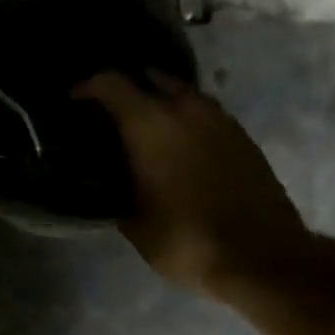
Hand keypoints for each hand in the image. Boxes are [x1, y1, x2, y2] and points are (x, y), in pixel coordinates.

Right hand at [76, 71, 311, 300]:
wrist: (261, 257)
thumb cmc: (186, 241)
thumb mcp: (136, 224)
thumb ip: (117, 193)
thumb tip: (111, 184)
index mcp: (151, 125)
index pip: (111, 84)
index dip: (87, 88)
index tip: (74, 102)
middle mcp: (186, 110)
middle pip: (152, 78)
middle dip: (129, 89)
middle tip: (111, 114)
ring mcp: (221, 120)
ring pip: (183, 94)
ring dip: (162, 103)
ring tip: (144, 130)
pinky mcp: (243, 137)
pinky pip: (205, 115)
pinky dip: (186, 122)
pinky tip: (178, 148)